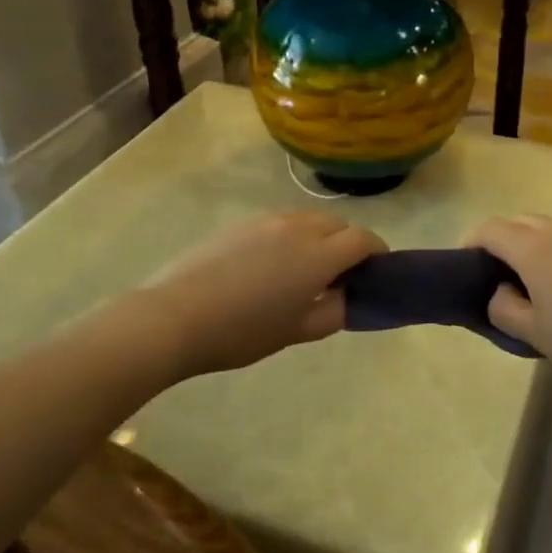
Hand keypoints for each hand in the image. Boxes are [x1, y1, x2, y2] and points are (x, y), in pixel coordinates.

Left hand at [140, 212, 386, 377]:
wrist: (174, 317)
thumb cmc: (242, 332)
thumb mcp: (296, 332)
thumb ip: (332, 312)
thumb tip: (345, 296)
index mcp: (318, 256)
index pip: (363, 239)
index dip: (377, 252)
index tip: (376, 270)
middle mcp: (298, 228)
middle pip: (337, 224)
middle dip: (347, 243)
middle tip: (338, 274)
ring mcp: (266, 221)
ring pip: (308, 220)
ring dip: (318, 237)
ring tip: (301, 270)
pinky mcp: (241, 223)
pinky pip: (279, 223)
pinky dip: (290, 237)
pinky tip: (268, 266)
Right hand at [465, 216, 551, 392]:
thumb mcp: (534, 333)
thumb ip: (503, 308)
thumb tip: (499, 291)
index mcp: (533, 247)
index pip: (490, 230)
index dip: (471, 243)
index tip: (464, 266)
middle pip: (518, 221)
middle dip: (500, 240)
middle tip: (495, 275)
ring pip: (546, 227)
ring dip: (529, 244)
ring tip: (530, 280)